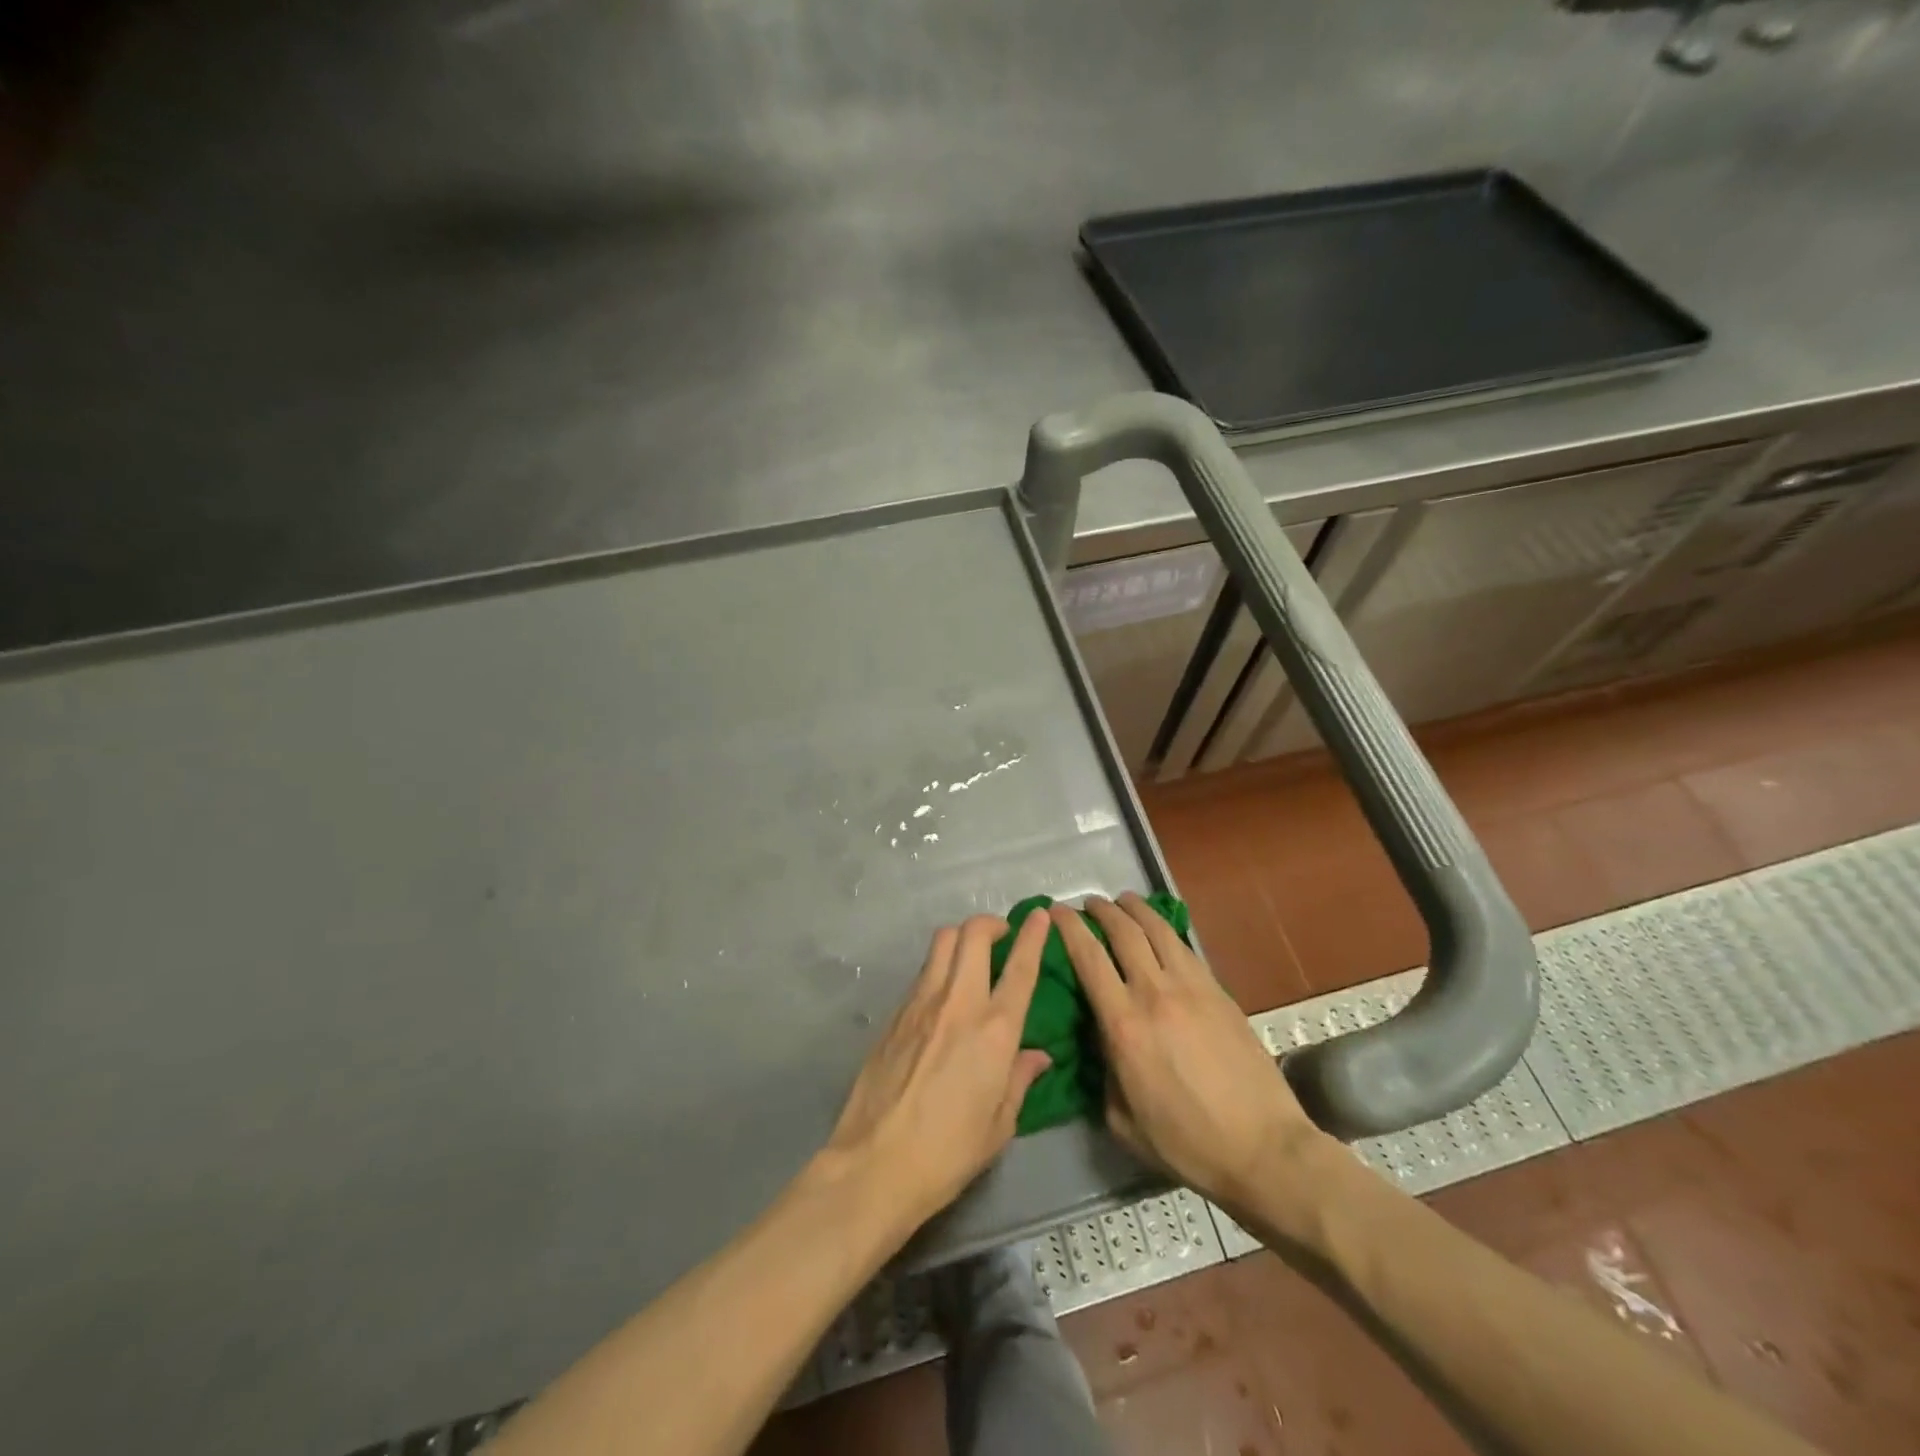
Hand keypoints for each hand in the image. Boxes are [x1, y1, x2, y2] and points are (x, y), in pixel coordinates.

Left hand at [823, 911, 1052, 1229]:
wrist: (876, 1163)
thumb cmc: (949, 1152)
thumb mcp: (1000, 1125)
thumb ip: (1019, 1079)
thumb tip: (1037, 1055)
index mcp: (994, 1031)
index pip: (1020, 968)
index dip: (1033, 935)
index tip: (1040, 915)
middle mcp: (958, 1003)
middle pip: (973, 934)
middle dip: (991, 923)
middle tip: (1001, 935)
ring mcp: (921, 1003)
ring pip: (942, 943)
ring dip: (962, 938)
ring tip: (971, 956)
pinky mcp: (895, 1013)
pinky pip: (922, 973)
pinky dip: (939, 968)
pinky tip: (942, 994)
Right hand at [1051, 893, 1326, 1209]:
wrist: (1263, 1149)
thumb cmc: (1187, 1144)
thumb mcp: (1123, 1120)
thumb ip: (1104, 1072)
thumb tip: (1102, 1040)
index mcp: (1123, 1025)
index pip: (1088, 958)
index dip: (1069, 928)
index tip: (1056, 912)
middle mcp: (1154, 993)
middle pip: (1124, 932)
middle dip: (1102, 910)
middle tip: (1089, 903)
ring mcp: (1192, 988)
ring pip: (1158, 930)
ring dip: (1136, 909)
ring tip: (1124, 901)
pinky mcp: (1219, 992)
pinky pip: (1186, 948)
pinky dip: (1166, 931)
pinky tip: (1161, 931)